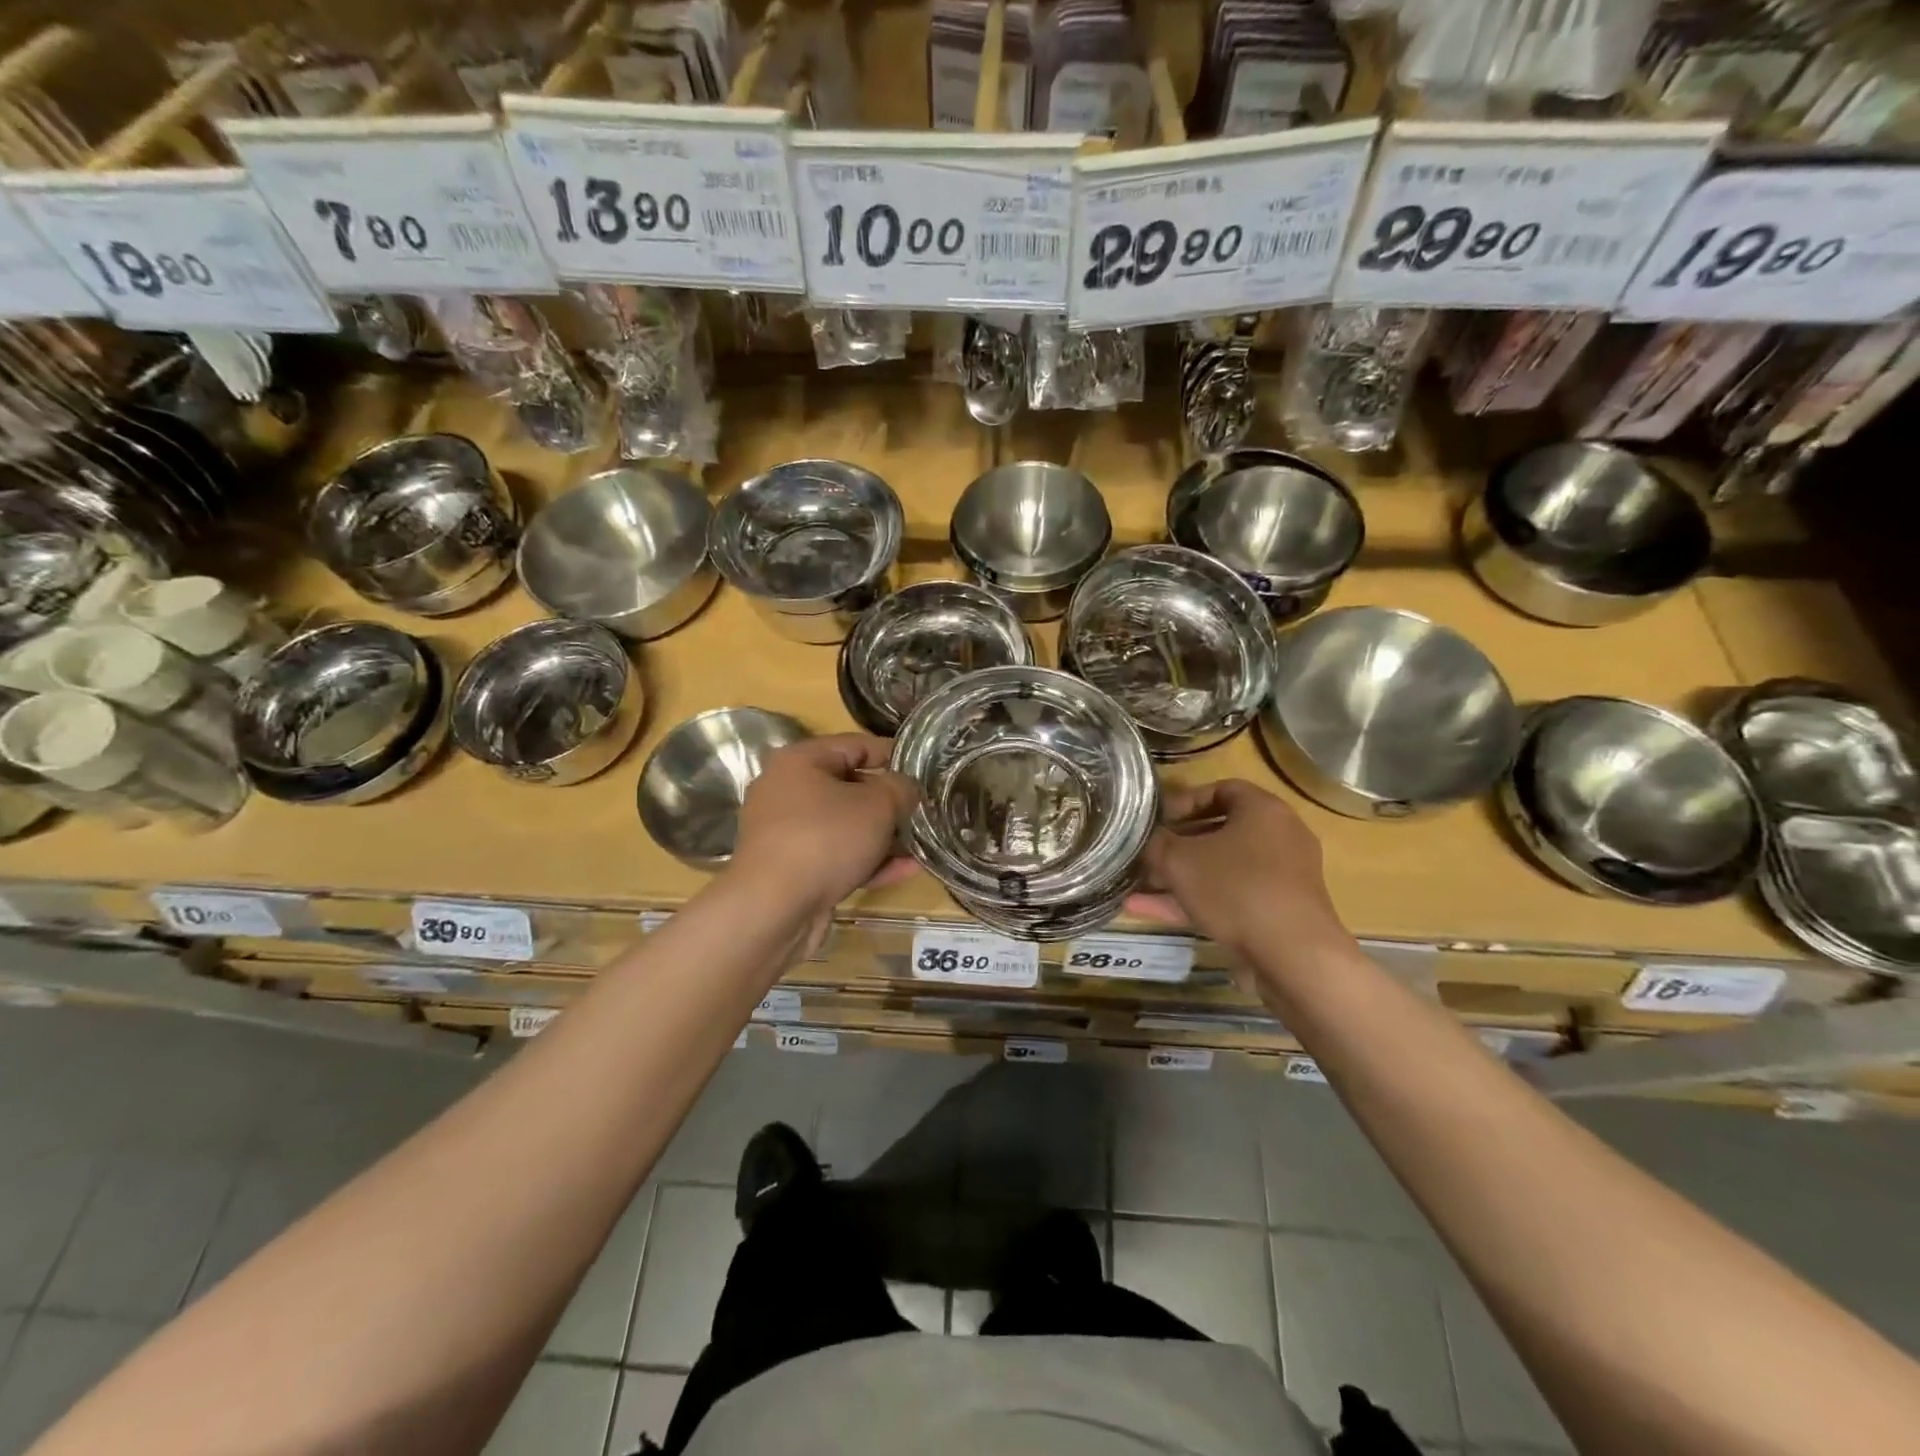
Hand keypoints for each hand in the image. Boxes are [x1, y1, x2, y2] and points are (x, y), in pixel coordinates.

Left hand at [731, 735, 919, 917]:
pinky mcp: (790, 869)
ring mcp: (785, 833)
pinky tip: (905, 871)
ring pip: (844, 826)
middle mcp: (786, 791)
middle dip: (888, 801)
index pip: (855, 744)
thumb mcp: (878, 805)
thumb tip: (906, 788)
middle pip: (848, 787)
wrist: (774, 909)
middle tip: (921, 809)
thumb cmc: (826, 839)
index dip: (892, 754)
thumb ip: (901, 788)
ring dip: (882, 835)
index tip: (923, 767)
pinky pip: (836, 856)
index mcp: (799, 761)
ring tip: (919, 843)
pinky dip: (866, 861)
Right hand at [1128, 779, 1352, 974]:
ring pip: (1221, 868)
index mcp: (1263, 810)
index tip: (1158, 819)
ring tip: (1138, 886)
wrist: (1293, 955)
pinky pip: (1230, 897)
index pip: (1221, 789)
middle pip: (1221, 831)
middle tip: (1147, 853)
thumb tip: (1148, 840)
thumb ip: (1157, 844)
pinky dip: (1195, 901)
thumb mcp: (1179, 860)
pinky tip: (1148, 911)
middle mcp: (1279, 837)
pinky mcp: (1278, 912)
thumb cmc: (1235, 888)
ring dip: (1181, 877)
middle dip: (1178, 844)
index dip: (1184, 800)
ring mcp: (1281, 877)